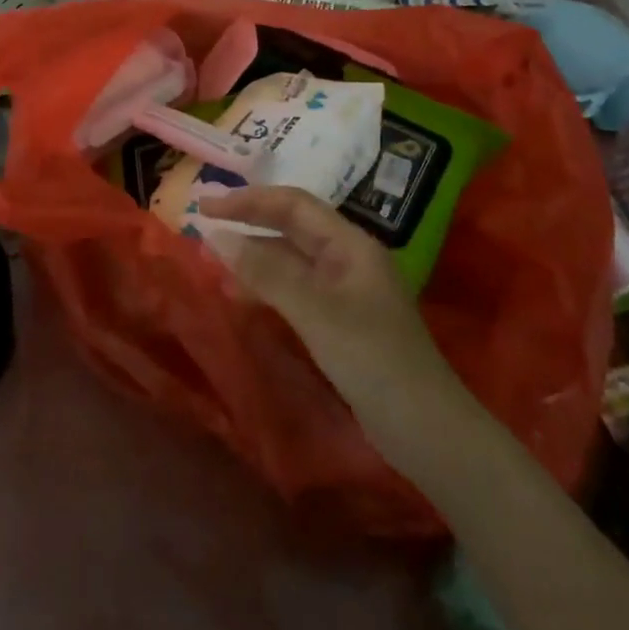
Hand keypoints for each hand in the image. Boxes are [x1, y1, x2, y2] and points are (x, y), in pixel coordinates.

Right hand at [197, 186, 454, 425]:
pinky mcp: (340, 320)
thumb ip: (266, 272)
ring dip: (254, 256)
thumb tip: (216, 237)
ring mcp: (345, 290)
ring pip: (291, 258)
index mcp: (350, 244)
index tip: (205, 207)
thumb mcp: (315, 312)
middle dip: (248, 223)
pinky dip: (267, 286)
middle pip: (292, 227)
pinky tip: (242, 296)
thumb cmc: (373, 360)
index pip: (293, 204)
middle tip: (202, 227)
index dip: (248, 200)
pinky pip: (295, 288)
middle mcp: (348, 258)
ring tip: (214, 262)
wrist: (426, 429)